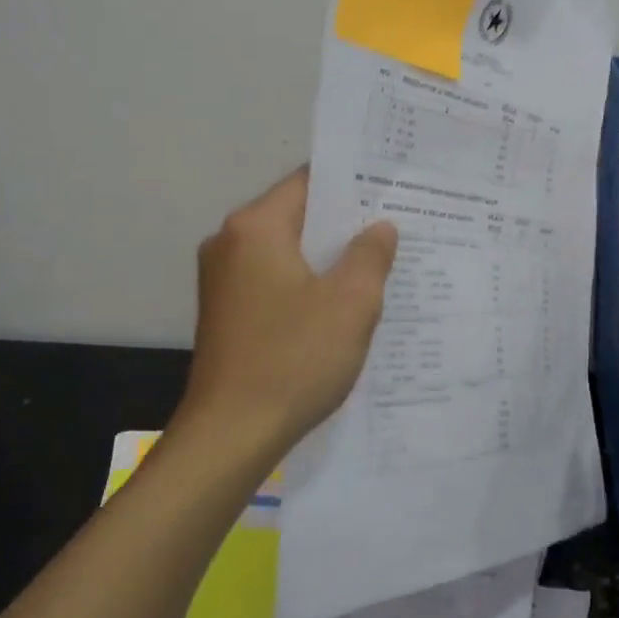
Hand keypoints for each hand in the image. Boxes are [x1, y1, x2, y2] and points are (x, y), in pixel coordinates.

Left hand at [181, 168, 397, 452]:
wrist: (230, 435)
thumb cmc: (294, 359)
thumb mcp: (351, 303)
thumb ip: (370, 254)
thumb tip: (379, 227)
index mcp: (256, 227)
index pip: (310, 182)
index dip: (353, 185)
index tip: (391, 191)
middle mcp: (230, 242)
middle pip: (297, 216)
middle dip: (345, 225)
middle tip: (396, 230)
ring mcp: (222, 279)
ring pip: (287, 251)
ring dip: (327, 258)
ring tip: (378, 267)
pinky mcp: (225, 311)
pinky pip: (274, 280)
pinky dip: (306, 284)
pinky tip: (341, 304)